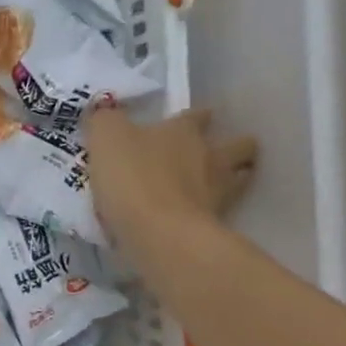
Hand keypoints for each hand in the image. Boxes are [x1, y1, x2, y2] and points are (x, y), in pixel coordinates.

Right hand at [85, 106, 257, 246]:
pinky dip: (213, 212)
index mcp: (183, 131)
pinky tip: (197, 218)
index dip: (195, 116)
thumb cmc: (132, 178)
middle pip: (238, 145)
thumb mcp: (105, 137)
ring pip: (241, 179)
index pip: (197, 116)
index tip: (191, 120)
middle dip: (234, 146)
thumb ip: (105, 120)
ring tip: (217, 186)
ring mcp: (219, 192)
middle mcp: (209, 156)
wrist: (159, 234)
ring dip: (234, 179)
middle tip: (216, 154)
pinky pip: (221, 213)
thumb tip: (104, 111)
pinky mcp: (217, 226)